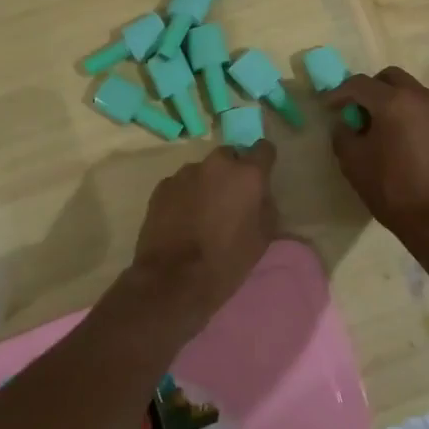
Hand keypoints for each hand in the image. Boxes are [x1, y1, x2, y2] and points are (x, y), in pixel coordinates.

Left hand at [127, 140, 279, 329]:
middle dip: (232, 173)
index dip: (264, 162)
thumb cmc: (226, 261)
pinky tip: (182, 220)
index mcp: (246, 174)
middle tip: (230, 201)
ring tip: (202, 214)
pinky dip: (185, 195)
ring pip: (203, 171)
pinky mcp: (162, 186)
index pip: (264, 149)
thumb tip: (259, 195)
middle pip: (230, 156)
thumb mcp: (262, 238)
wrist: (173, 279)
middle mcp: (216, 164)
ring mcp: (186, 173)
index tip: (260, 178)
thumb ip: (266, 206)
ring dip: (207, 184)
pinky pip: (181, 184)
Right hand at [324, 67, 428, 265]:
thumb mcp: (353, 162)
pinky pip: (421, 107)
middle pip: (388, 78)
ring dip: (389, 99)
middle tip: (355, 111)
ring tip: (377, 126)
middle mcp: (419, 97)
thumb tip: (346, 123)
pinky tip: (397, 138)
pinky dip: (405, 112)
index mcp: (393, 101)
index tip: (327, 107)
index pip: (359, 84)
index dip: (339, 93)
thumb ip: (343, 134)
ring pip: (408, 90)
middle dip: (368, 89)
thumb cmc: (392, 189)